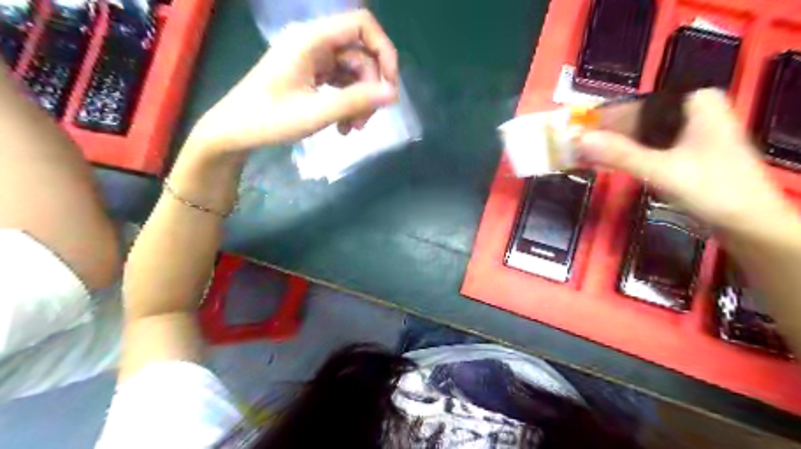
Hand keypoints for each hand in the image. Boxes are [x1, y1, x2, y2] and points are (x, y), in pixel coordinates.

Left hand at [189, 10, 400, 153]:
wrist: (233, 132)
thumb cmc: (269, 120)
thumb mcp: (316, 113)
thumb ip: (355, 101)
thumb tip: (392, 93)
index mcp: (311, 40)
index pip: (362, 25)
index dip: (384, 51)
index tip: (390, 85)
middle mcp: (314, 43)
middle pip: (361, 55)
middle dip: (370, 89)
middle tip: (366, 122)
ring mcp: (313, 60)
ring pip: (353, 73)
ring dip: (360, 101)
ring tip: (352, 129)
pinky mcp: (311, 75)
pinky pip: (341, 84)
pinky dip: (347, 104)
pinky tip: (343, 127)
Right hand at [580, 89, 789, 232]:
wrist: (749, 223)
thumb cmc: (713, 189)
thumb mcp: (662, 170)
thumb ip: (620, 154)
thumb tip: (579, 140)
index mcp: (695, 103)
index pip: (637, 105)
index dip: (604, 117)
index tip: (574, 129)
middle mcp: (692, 111)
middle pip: (637, 119)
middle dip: (606, 134)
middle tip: (573, 146)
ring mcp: (689, 132)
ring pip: (640, 134)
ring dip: (613, 146)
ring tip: (582, 155)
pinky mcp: (685, 151)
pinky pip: (647, 147)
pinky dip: (626, 156)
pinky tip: (605, 163)